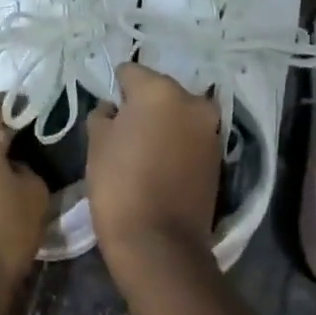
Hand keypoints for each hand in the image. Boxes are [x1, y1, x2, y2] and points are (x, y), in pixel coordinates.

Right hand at [87, 63, 220, 269]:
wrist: (159, 242)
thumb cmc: (119, 185)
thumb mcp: (96, 144)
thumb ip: (103, 115)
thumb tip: (113, 109)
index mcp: (160, 90)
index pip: (130, 72)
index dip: (115, 89)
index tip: (107, 112)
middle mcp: (192, 101)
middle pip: (160, 90)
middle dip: (143, 104)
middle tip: (124, 130)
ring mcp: (211, 129)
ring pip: (179, 113)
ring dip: (164, 123)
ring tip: (144, 149)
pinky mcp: (219, 156)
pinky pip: (191, 137)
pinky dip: (178, 142)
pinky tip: (161, 164)